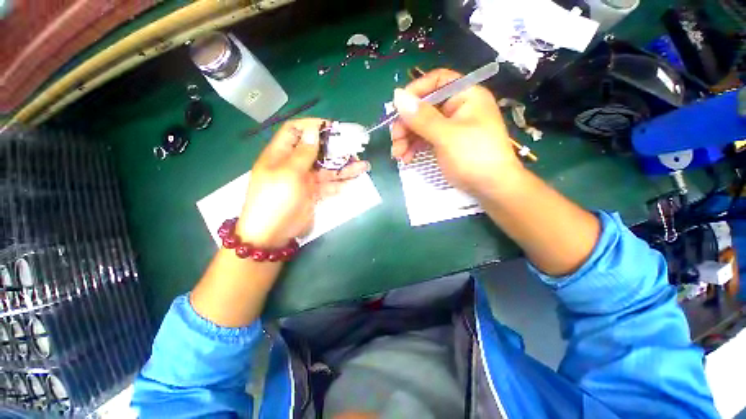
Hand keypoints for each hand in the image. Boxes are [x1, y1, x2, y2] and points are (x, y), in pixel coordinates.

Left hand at [237, 118, 368, 247]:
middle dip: (335, 148)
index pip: (296, 131)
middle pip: (317, 150)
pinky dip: (340, 184)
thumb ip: (303, 152)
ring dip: (344, 167)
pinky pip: (329, 185)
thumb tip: (313, 130)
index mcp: (282, 154)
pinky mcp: (313, 193)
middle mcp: (294, 164)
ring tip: (363, 166)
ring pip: (327, 169)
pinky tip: (352, 183)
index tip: (333, 127)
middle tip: (354, 149)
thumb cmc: (277, 199)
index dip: (313, 126)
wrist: (273, 233)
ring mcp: (305, 179)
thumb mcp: (289, 173)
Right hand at [390, 68, 523, 196]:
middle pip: (424, 107)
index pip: (436, 81)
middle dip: (406, 124)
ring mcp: (450, 127)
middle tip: (395, 141)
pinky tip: (406, 159)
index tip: (397, 109)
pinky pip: (424, 140)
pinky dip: (413, 148)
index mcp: (465, 96)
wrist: (491, 188)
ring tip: (398, 155)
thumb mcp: (447, 136)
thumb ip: (422, 117)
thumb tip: (397, 95)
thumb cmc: (474, 157)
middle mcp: (457, 108)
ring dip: (406, 139)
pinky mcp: (444, 143)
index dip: (415, 92)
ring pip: (421, 126)